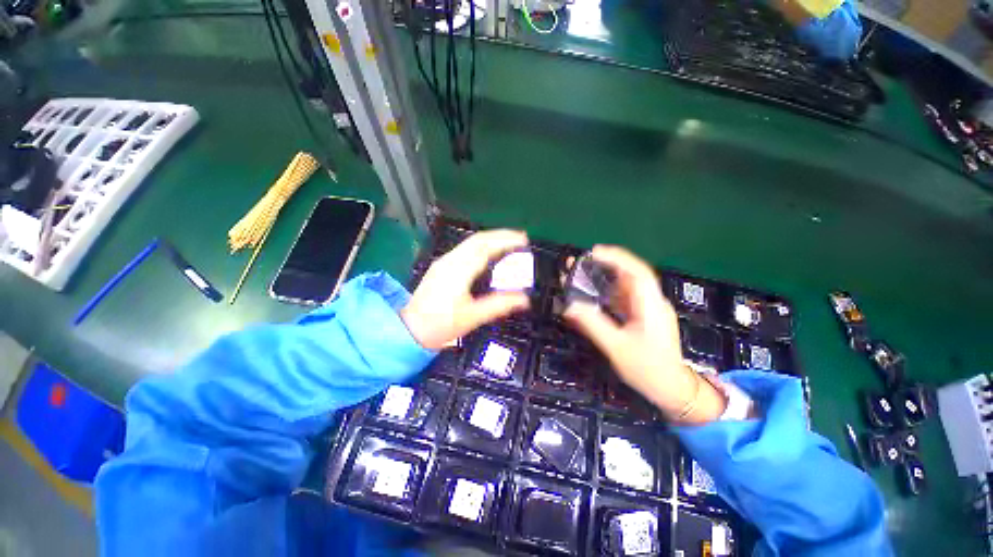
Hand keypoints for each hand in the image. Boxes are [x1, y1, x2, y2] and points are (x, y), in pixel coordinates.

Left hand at [401, 230, 530, 349]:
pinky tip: (488, 254)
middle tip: (520, 238)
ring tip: (508, 243)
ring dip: (491, 239)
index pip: (485, 247)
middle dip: (500, 235)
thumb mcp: (473, 317)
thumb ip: (499, 305)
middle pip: (478, 239)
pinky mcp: (441, 266)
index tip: (523, 240)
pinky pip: (465, 249)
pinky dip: (481, 246)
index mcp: (459, 271)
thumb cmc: (442, 324)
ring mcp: (444, 262)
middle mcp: (451, 260)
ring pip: (470, 242)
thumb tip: (525, 299)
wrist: (411, 329)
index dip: (505, 240)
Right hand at [564, 245, 726, 423]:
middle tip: (581, 263)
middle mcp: (652, 302)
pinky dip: (608, 292)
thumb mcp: (617, 347)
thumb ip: (593, 324)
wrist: (672, 390)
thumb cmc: (647, 369)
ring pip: (627, 286)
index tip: (594, 252)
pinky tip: (594, 294)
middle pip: (631, 275)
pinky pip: (625, 298)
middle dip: (607, 265)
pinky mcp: (643, 317)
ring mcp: (648, 309)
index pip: (638, 272)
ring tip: (582, 275)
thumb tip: (569, 306)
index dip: (617, 258)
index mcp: (651, 306)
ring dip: (606, 277)